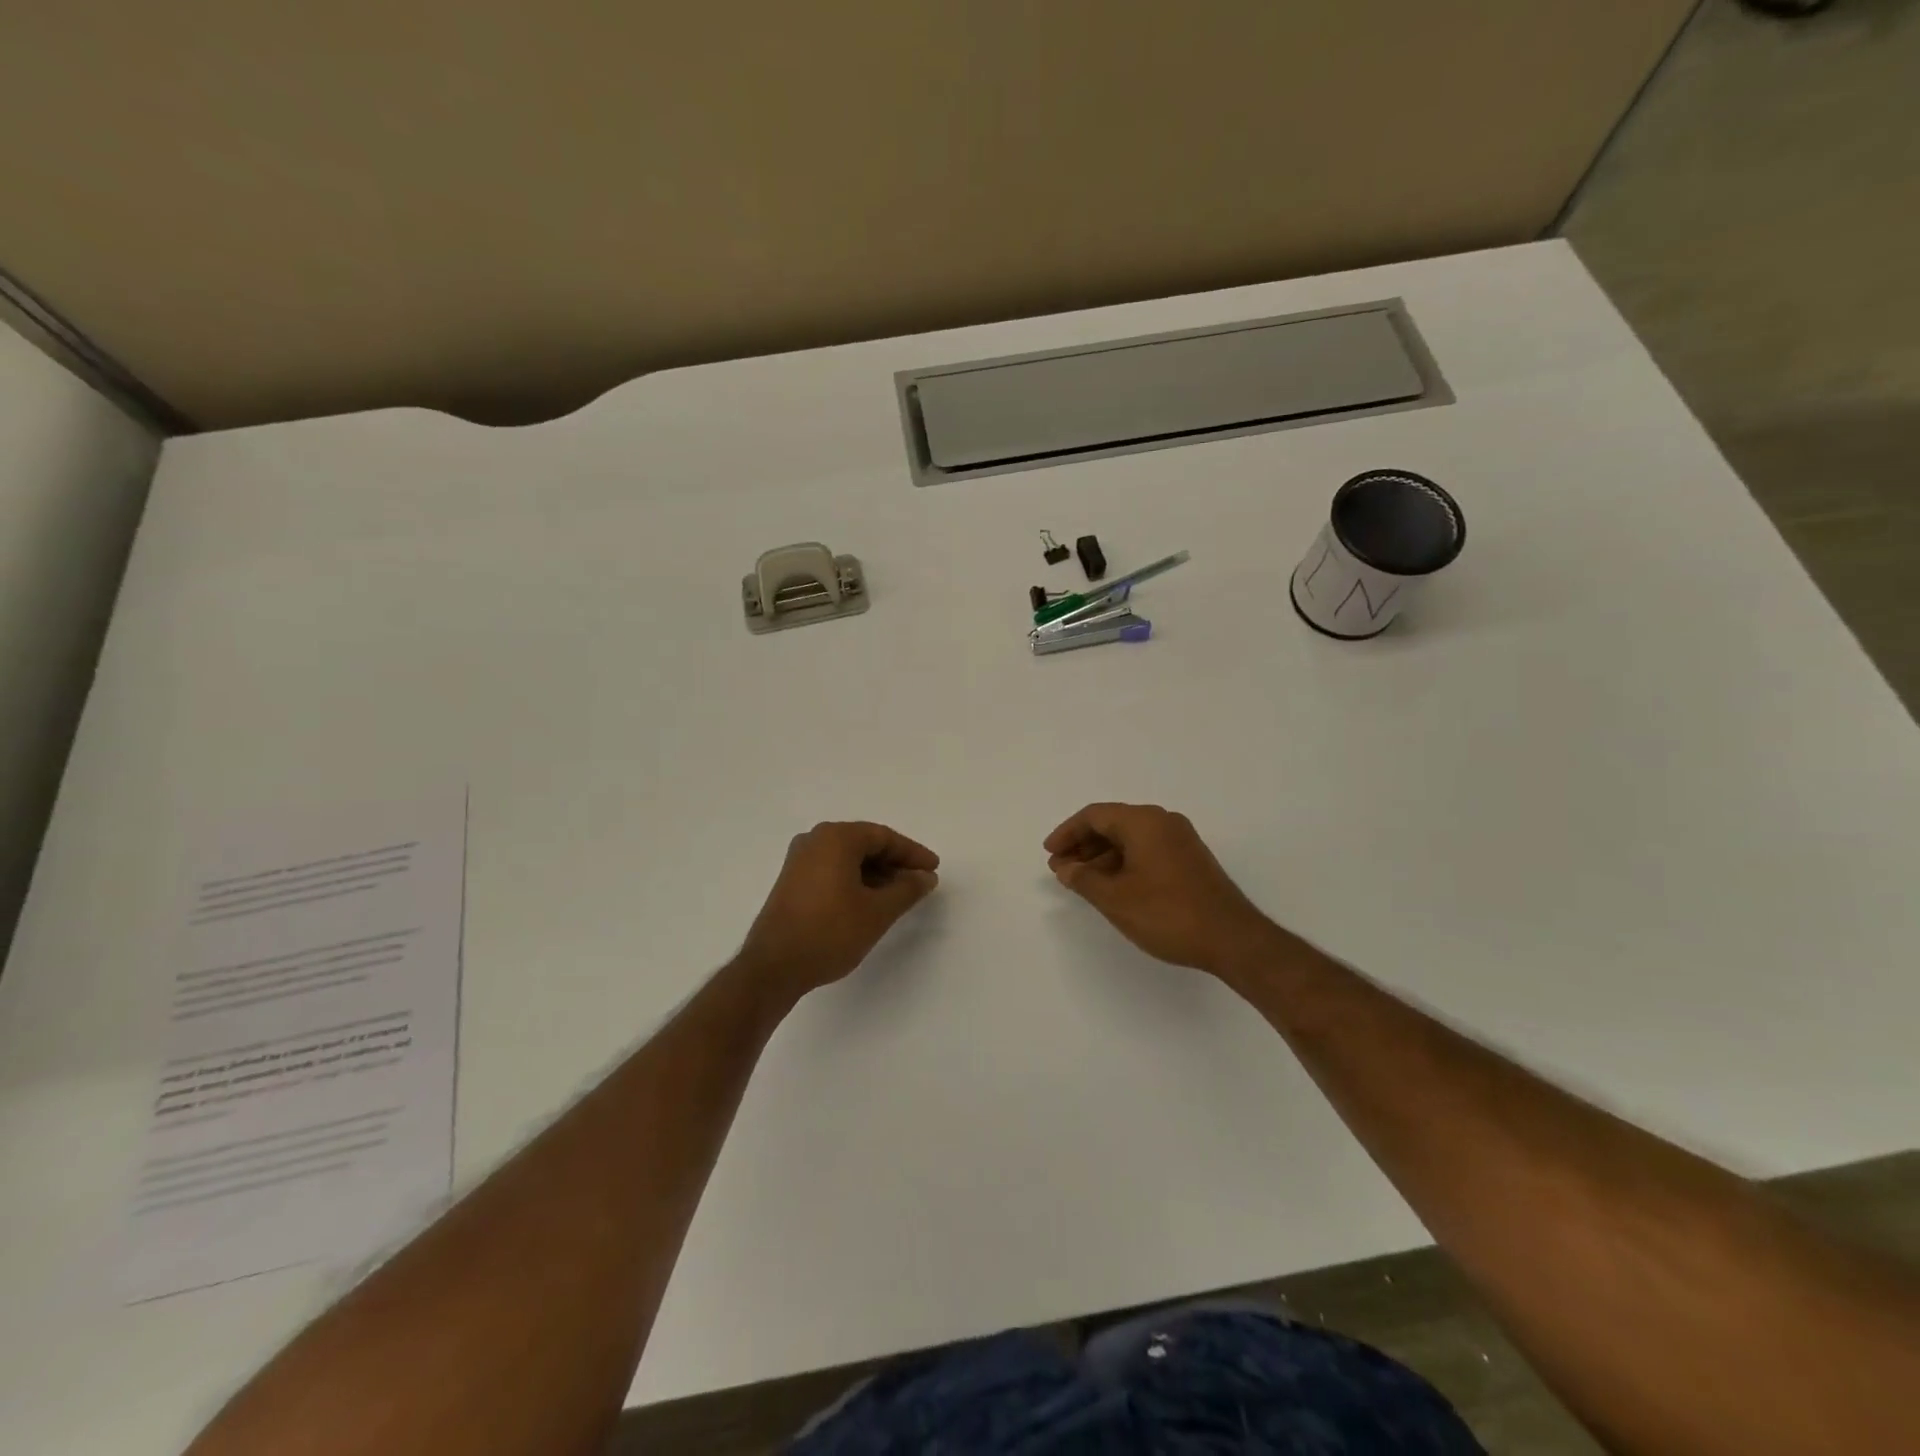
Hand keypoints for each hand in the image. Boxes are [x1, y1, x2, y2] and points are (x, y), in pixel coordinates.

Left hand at [737, 821, 939, 1003]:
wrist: (773, 967)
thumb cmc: (830, 932)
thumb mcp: (877, 911)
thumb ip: (907, 889)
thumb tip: (925, 877)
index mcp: (836, 838)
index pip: (883, 837)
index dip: (912, 853)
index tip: (933, 869)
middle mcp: (815, 840)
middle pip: (865, 844)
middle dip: (895, 862)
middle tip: (920, 881)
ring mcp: (799, 860)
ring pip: (848, 858)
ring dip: (876, 873)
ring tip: (899, 895)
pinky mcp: (792, 881)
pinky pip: (832, 870)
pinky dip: (855, 880)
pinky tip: (870, 901)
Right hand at [1044, 803, 1276, 974]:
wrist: (1232, 938)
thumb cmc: (1167, 914)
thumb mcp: (1115, 899)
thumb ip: (1084, 879)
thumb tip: (1065, 868)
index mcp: (1144, 822)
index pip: (1095, 815)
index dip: (1067, 833)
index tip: (1049, 853)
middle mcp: (1163, 822)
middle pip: (1113, 824)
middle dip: (1083, 845)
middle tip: (1060, 869)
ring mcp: (1180, 840)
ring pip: (1130, 839)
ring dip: (1102, 856)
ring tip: (1080, 880)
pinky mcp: (1190, 859)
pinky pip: (1147, 850)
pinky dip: (1123, 862)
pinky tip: (1111, 885)